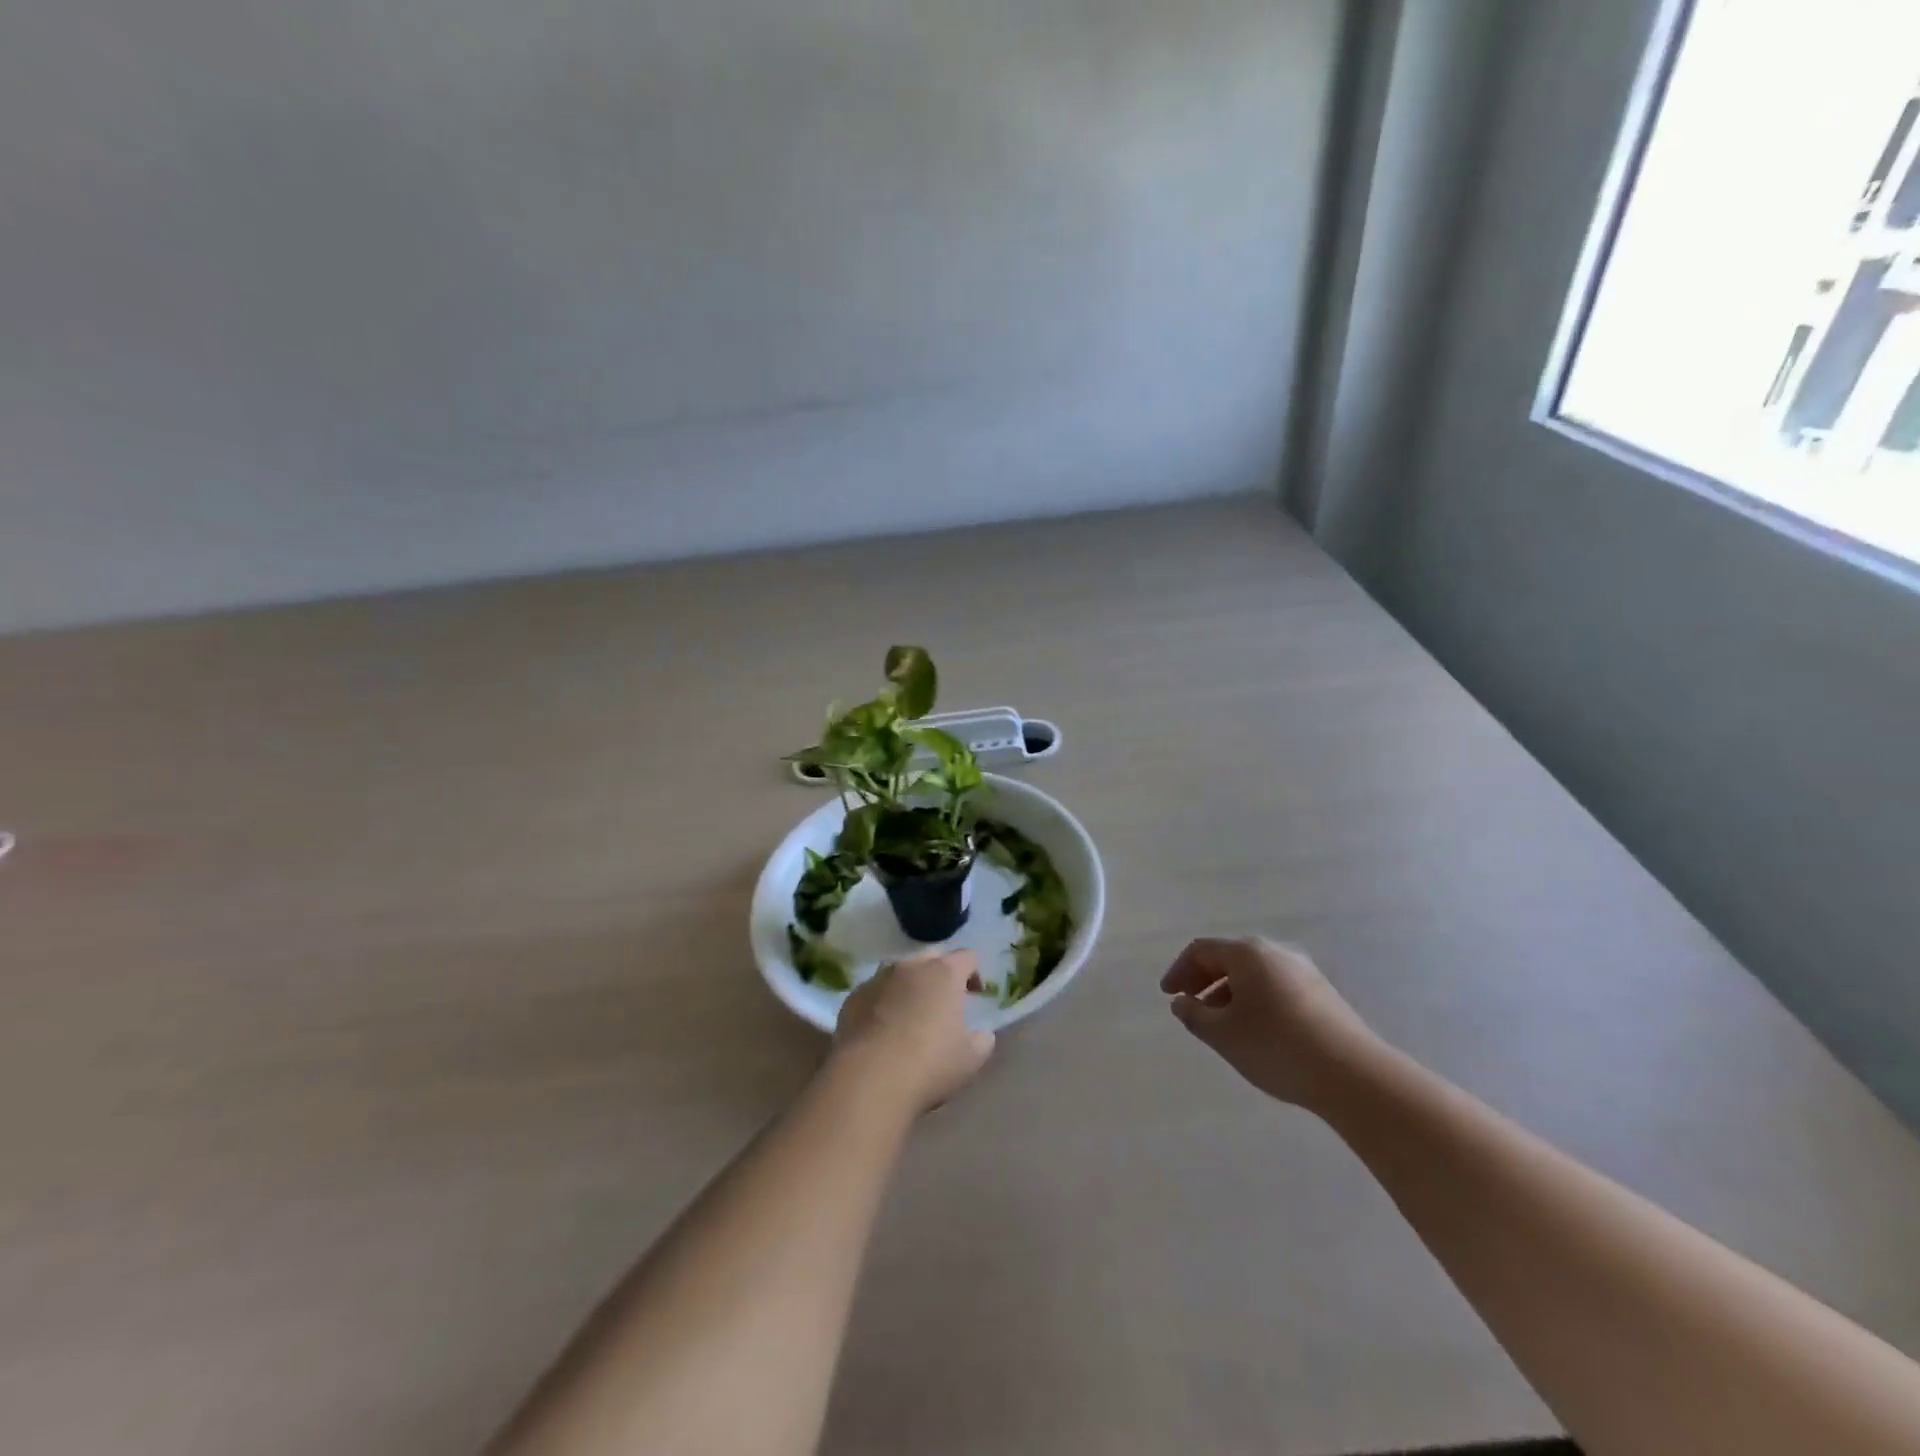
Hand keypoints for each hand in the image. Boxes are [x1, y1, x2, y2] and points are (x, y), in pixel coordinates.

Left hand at [831, 949, 994, 1114]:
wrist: (869, 1079)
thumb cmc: (930, 1064)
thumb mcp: (971, 1059)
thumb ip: (982, 1040)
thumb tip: (982, 1034)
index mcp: (944, 974)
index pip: (967, 957)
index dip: (974, 973)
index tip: (975, 994)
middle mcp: (910, 967)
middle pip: (931, 958)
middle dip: (941, 973)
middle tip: (945, 1001)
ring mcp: (878, 980)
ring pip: (899, 972)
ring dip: (909, 986)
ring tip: (911, 1014)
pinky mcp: (853, 998)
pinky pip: (874, 992)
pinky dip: (883, 1003)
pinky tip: (883, 1029)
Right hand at [1160, 938, 1385, 1109]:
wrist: (1354, 1075)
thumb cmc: (1276, 1047)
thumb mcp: (1223, 1035)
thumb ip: (1194, 1015)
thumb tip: (1182, 1002)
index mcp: (1247, 953)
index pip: (1201, 950)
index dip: (1178, 970)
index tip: (1168, 996)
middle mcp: (1275, 952)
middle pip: (1229, 958)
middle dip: (1204, 980)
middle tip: (1189, 1005)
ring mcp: (1303, 972)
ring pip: (1254, 974)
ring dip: (1229, 993)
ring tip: (1221, 1024)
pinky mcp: (1322, 994)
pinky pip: (1275, 987)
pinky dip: (1255, 1000)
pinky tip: (1256, 1031)